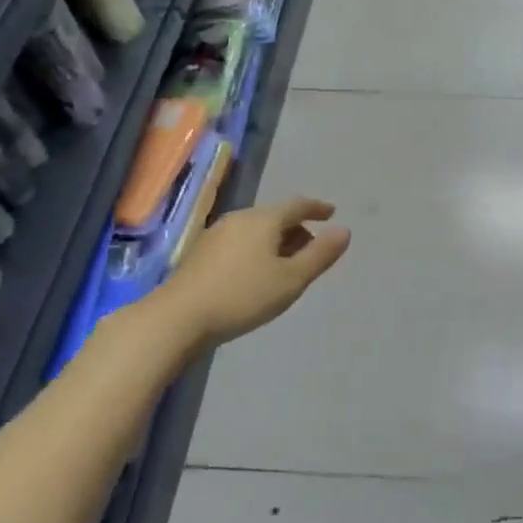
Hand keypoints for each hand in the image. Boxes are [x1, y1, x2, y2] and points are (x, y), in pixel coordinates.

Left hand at [157, 197, 350, 347]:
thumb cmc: (243, 296)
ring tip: (286, 266)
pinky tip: (256, 274)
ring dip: (276, 241)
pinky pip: (240, 242)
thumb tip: (345, 230)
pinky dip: (257, 250)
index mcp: (264, 219)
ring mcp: (216, 234)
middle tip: (311, 250)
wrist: (178, 318)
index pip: (297, 205)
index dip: (317, 208)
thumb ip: (320, 254)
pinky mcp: (201, 253)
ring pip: (256, 230)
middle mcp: (240, 218)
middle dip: (297, 229)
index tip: (331, 213)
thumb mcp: (292, 279)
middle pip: (276, 216)